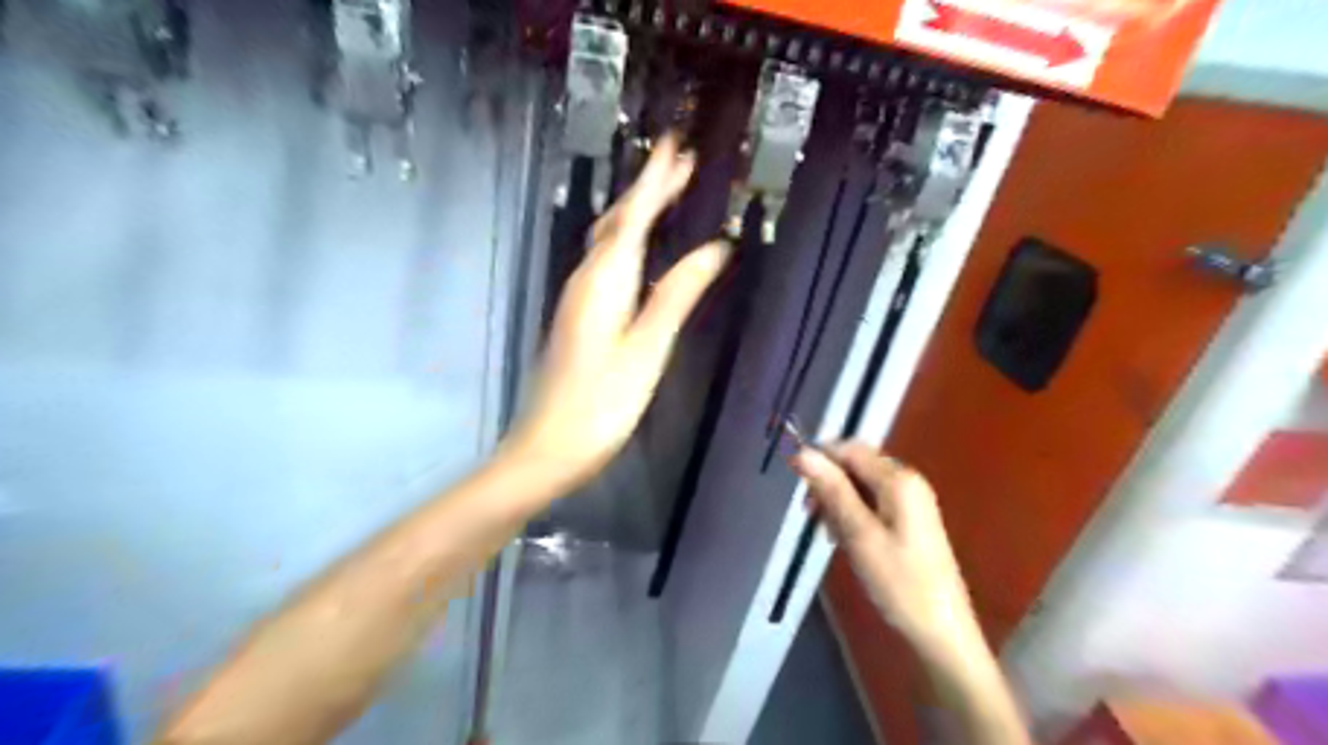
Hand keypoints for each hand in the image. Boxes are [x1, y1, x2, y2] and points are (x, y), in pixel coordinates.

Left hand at [509, 137, 735, 485]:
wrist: (548, 446)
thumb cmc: (602, 403)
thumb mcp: (647, 349)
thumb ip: (677, 295)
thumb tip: (715, 248)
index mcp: (604, 281)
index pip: (634, 216)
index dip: (656, 180)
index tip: (677, 145)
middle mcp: (586, 280)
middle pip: (617, 221)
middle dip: (647, 187)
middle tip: (679, 161)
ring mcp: (577, 298)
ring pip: (608, 239)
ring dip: (636, 210)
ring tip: (664, 192)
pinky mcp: (578, 316)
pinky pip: (605, 261)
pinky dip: (626, 240)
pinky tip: (637, 247)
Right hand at [785, 443, 983, 656]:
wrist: (940, 632)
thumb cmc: (899, 582)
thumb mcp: (859, 534)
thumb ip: (832, 490)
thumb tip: (803, 452)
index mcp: (898, 479)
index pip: (850, 449)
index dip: (820, 458)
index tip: (795, 483)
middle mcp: (906, 481)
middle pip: (855, 465)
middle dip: (829, 484)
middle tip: (811, 516)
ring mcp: (910, 502)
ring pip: (859, 486)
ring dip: (837, 502)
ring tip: (828, 534)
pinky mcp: (908, 521)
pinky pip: (870, 503)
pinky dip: (851, 515)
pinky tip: (843, 539)